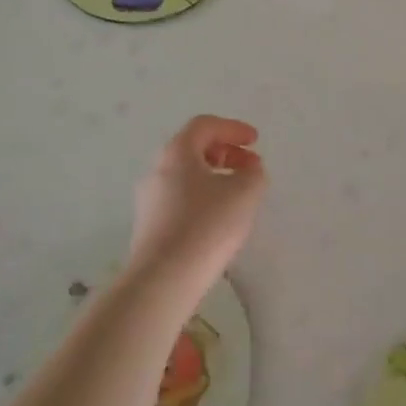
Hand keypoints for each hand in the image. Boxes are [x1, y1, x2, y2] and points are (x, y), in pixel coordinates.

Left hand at [129, 116, 265, 300]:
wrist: (163, 280)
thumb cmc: (206, 225)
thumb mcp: (245, 193)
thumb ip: (254, 175)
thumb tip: (249, 172)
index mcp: (177, 152)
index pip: (205, 125)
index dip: (233, 128)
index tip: (255, 141)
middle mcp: (157, 169)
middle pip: (194, 149)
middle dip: (226, 153)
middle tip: (251, 168)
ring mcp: (149, 200)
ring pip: (187, 176)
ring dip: (215, 177)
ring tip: (240, 196)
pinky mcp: (149, 227)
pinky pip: (180, 200)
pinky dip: (203, 198)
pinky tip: (219, 220)